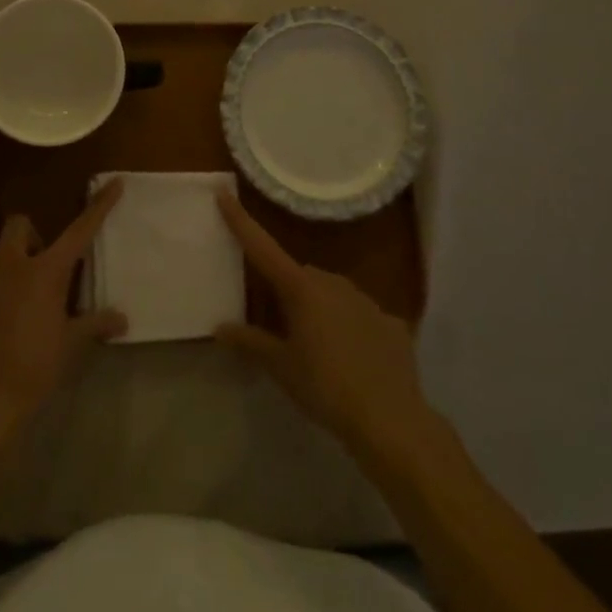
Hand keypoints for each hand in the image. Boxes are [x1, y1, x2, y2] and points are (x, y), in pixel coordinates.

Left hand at [0, 180, 127, 443]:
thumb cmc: (34, 369)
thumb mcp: (70, 346)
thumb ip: (95, 325)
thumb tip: (121, 319)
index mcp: (44, 271)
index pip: (79, 230)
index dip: (99, 206)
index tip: (114, 183)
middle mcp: (9, 265)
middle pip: (19, 225)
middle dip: (31, 237)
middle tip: (41, 268)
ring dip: (7, 273)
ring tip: (15, 308)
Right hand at [216, 191, 435, 458]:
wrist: (391, 419)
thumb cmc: (326, 387)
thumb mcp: (281, 367)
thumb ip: (250, 343)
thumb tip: (220, 327)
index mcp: (301, 288)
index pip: (262, 247)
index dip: (240, 220)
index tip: (223, 192)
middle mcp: (332, 282)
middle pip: (299, 276)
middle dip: (287, 292)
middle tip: (280, 326)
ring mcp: (365, 299)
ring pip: (331, 293)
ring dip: (320, 310)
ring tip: (318, 350)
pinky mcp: (390, 322)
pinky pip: (361, 317)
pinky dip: (352, 329)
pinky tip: (355, 361)